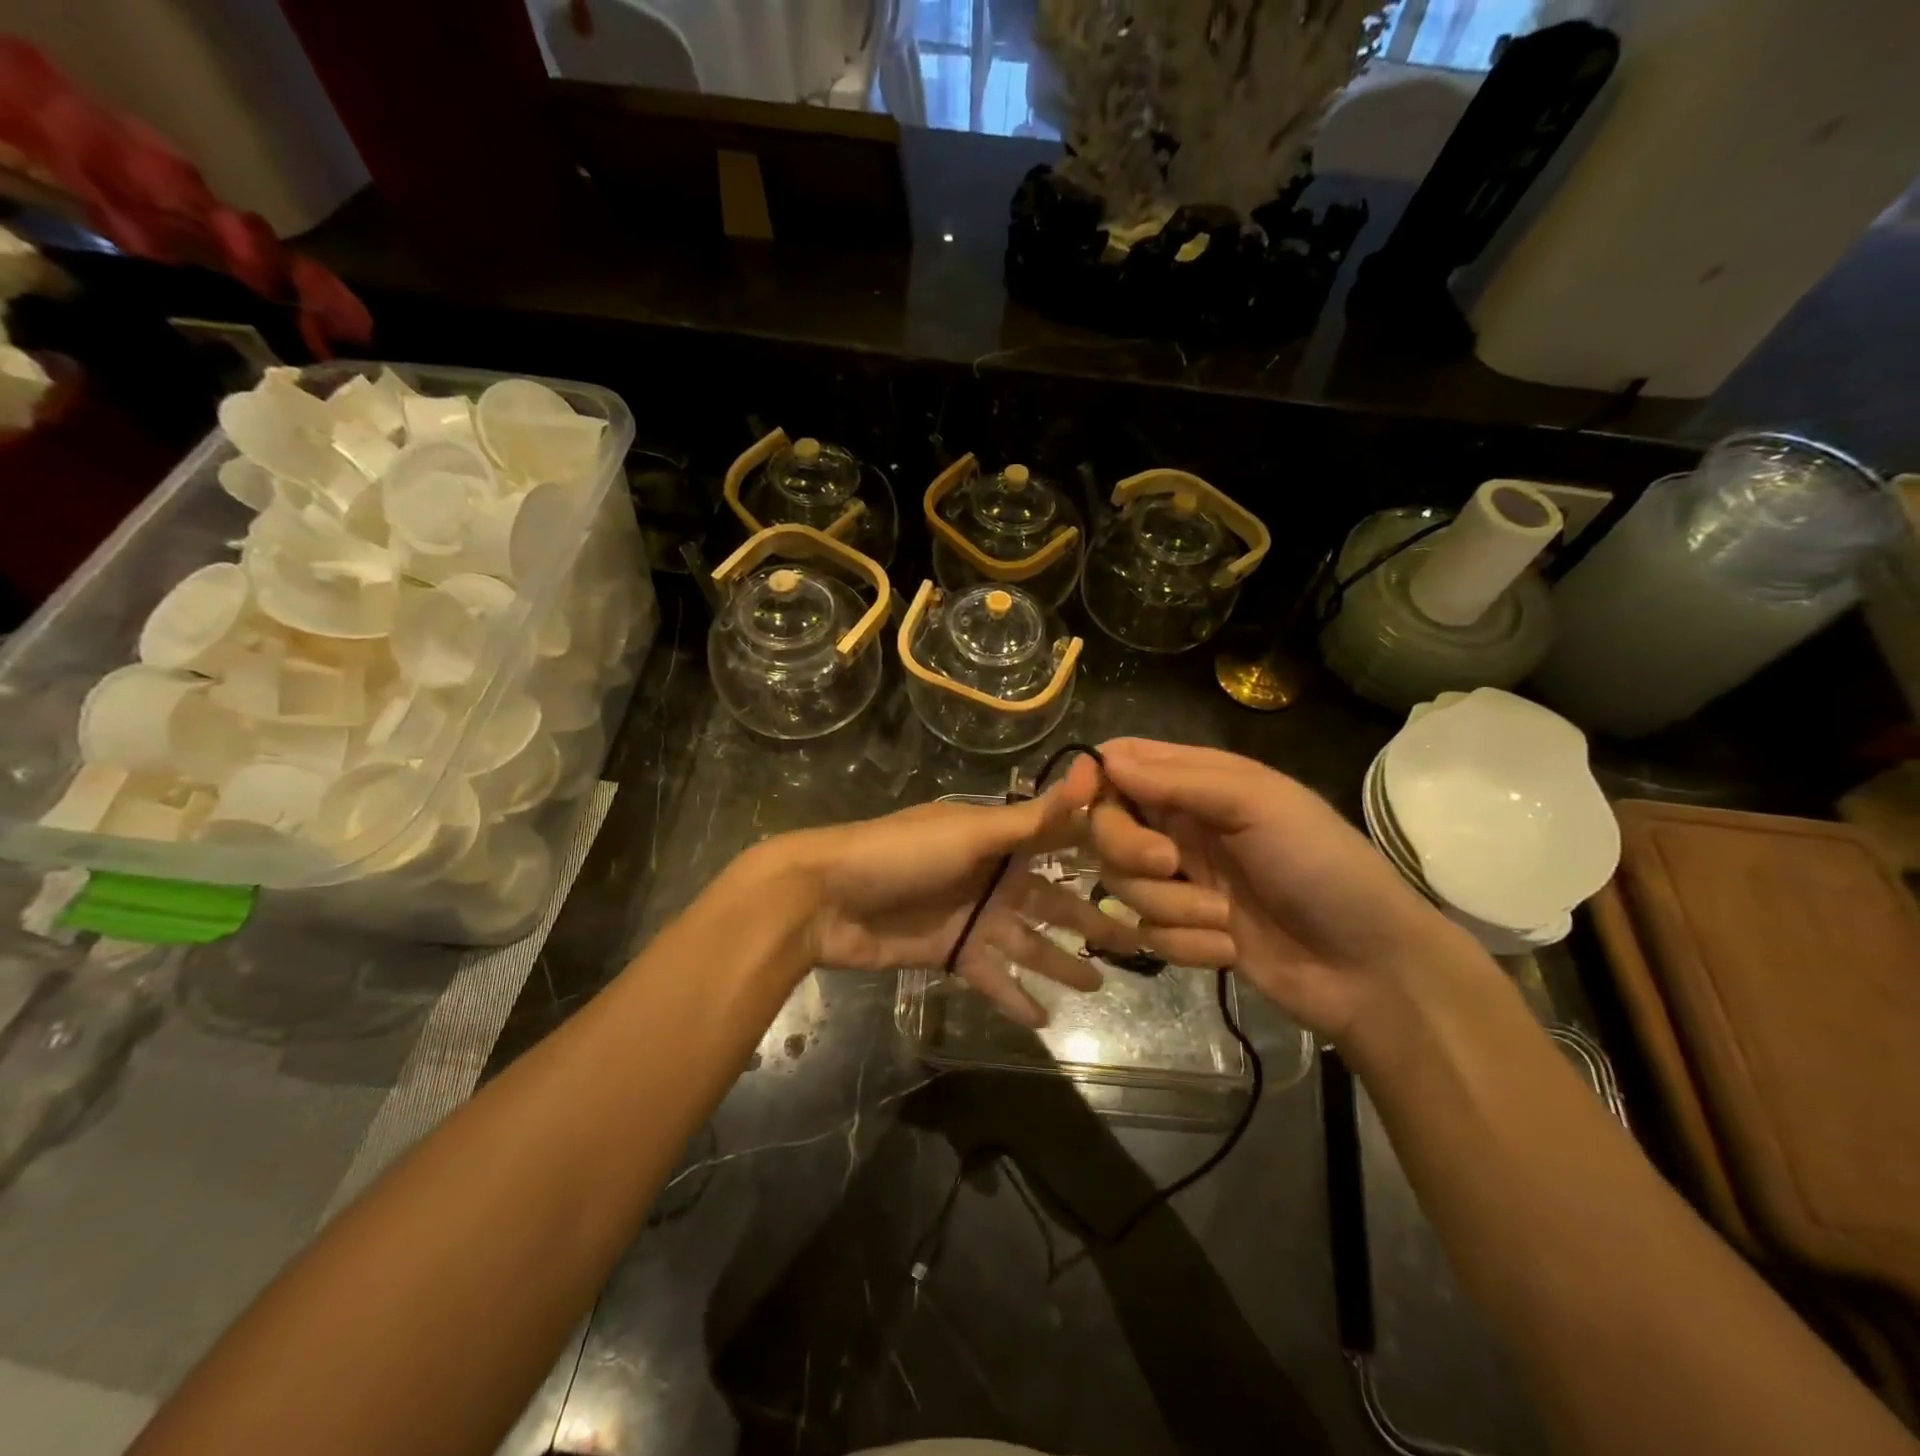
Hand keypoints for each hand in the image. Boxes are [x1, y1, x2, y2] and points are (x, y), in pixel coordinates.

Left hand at [759, 755, 1143, 1027]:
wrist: (826, 899)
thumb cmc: (901, 854)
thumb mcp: (971, 832)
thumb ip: (1032, 818)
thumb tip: (1091, 772)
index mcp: (998, 838)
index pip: (1059, 844)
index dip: (1101, 855)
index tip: (1150, 868)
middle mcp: (991, 875)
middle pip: (1052, 901)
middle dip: (1091, 920)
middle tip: (1137, 940)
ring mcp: (971, 917)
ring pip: (1028, 943)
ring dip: (1061, 963)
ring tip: (1100, 984)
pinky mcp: (950, 954)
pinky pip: (992, 977)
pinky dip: (1016, 997)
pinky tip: (1046, 1020)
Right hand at [1088, 737, 1494, 1042]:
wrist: (1371, 969)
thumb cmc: (1322, 866)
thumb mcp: (1257, 804)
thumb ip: (1178, 779)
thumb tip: (1103, 759)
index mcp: (1198, 782)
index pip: (1121, 762)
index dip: (1092, 777)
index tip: (1083, 801)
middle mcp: (1179, 825)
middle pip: (1107, 825)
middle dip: (1129, 848)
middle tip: (1170, 864)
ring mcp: (1179, 881)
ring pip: (1122, 883)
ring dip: (1170, 906)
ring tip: (1222, 920)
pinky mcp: (1182, 931)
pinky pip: (1147, 931)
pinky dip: (1184, 943)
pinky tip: (1229, 950)